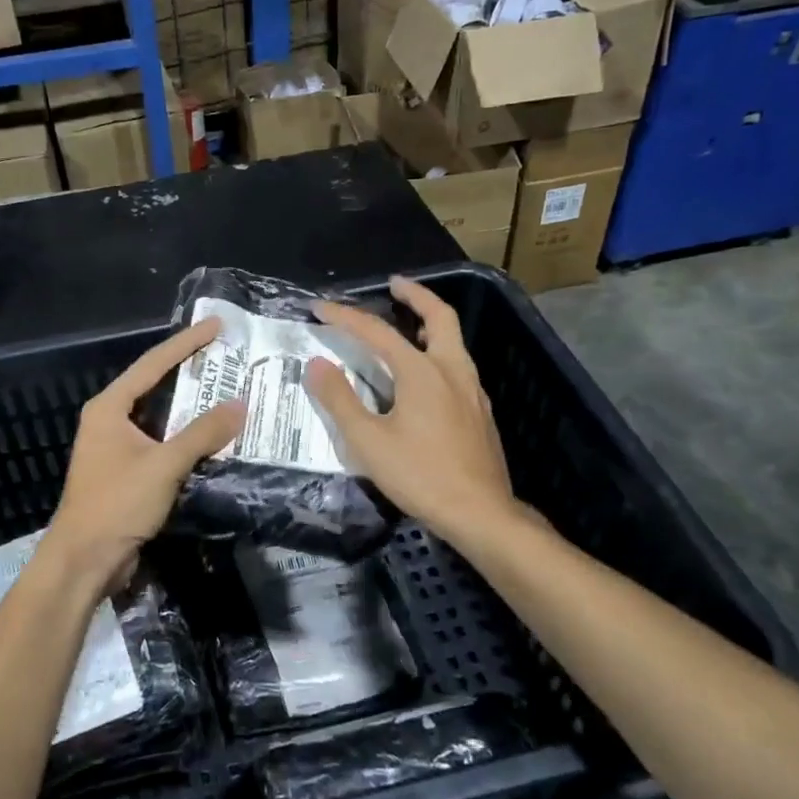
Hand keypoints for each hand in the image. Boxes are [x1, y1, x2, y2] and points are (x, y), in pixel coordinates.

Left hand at [45, 318, 246, 593]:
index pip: (153, 364)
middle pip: (154, 385)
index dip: (186, 343)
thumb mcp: (164, 464)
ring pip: (160, 416)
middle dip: (189, 370)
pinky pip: (161, 441)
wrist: (84, 561)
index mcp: (109, 408)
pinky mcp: (126, 471)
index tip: (215, 326)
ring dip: (190, 405)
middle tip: (225, 354)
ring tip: (226, 388)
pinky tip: (211, 434)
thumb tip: (241, 404)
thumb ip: (203, 433)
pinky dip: (186, 435)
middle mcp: (110, 420)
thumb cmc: (117, 504)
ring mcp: (116, 446)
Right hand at [306, 276, 521, 544]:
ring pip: (454, 341)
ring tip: (408, 324)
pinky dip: (439, 351)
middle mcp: (452, 371)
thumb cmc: (420, 475)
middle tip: (394, 284)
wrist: (480, 513)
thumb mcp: (368, 441)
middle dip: (416, 295)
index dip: (345, 317)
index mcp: (422, 372)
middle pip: (440, 317)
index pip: (377, 332)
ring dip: (430, 322)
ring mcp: (472, 391)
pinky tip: (426, 376)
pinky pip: (458, 365)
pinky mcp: (480, 412)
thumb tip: (317, 364)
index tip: (319, 308)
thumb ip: (340, 400)